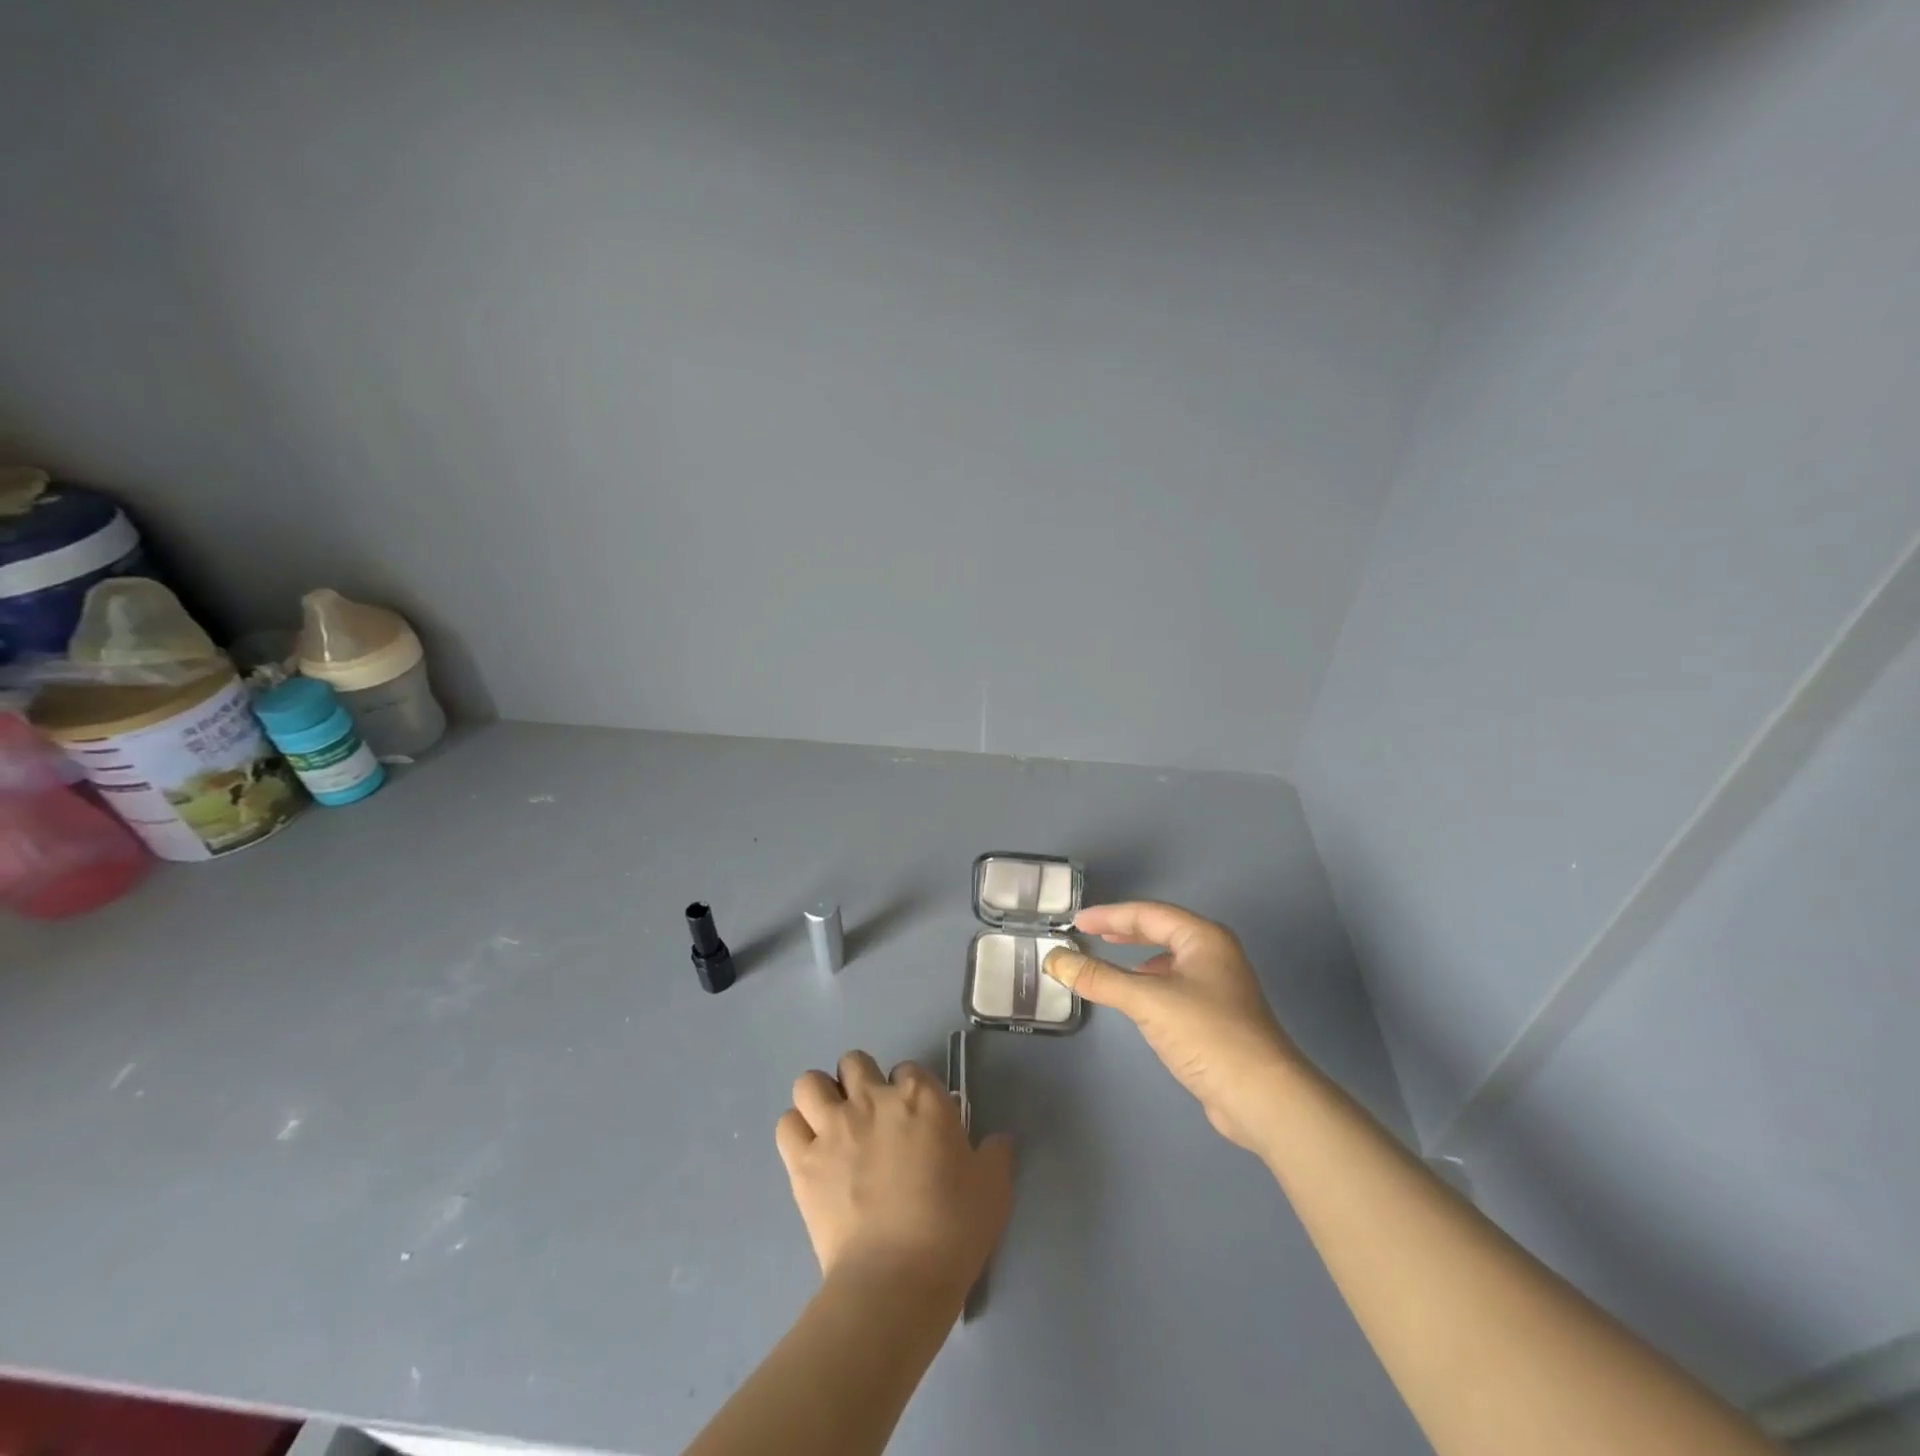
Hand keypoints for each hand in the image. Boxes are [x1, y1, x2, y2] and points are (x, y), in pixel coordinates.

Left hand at [776, 1051, 1013, 1296]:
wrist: (896, 1281)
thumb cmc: (951, 1230)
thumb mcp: (992, 1189)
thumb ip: (994, 1155)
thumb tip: (998, 1141)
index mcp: (920, 1097)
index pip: (909, 1069)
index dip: (910, 1092)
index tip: (915, 1120)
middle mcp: (873, 1098)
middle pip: (855, 1062)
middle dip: (860, 1082)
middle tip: (870, 1117)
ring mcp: (833, 1127)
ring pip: (811, 1082)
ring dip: (820, 1098)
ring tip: (831, 1125)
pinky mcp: (802, 1161)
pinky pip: (787, 1125)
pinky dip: (796, 1132)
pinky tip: (810, 1152)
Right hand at [1044, 902, 1306, 1154]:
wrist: (1263, 1097)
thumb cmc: (1207, 1034)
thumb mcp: (1147, 1000)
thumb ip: (1100, 978)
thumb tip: (1055, 960)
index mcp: (1203, 938)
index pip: (1148, 913)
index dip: (1110, 915)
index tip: (1077, 921)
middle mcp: (1214, 954)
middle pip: (1161, 930)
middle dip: (1124, 930)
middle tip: (1089, 933)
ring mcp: (1219, 986)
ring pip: (1169, 958)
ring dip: (1137, 956)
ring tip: (1109, 958)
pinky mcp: (1217, 1016)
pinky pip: (1174, 984)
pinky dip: (1150, 982)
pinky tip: (1138, 998)